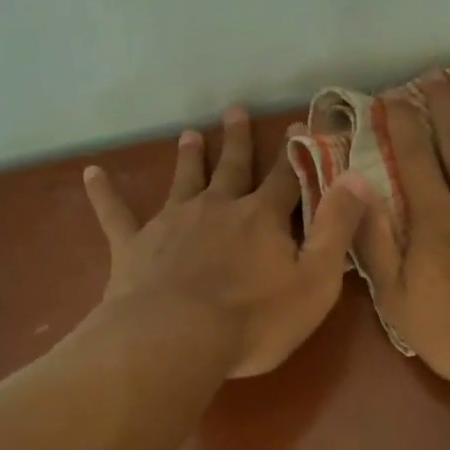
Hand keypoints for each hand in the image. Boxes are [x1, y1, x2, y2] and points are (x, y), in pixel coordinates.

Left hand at [83, 107, 369, 377]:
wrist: (177, 339)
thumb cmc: (255, 319)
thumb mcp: (316, 280)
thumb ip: (337, 228)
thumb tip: (357, 178)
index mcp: (262, 218)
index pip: (285, 176)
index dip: (295, 152)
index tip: (298, 124)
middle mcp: (217, 208)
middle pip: (232, 167)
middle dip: (237, 140)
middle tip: (235, 111)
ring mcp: (172, 223)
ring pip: (183, 180)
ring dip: (189, 157)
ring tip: (190, 134)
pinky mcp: (134, 246)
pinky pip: (116, 214)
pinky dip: (104, 194)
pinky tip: (91, 174)